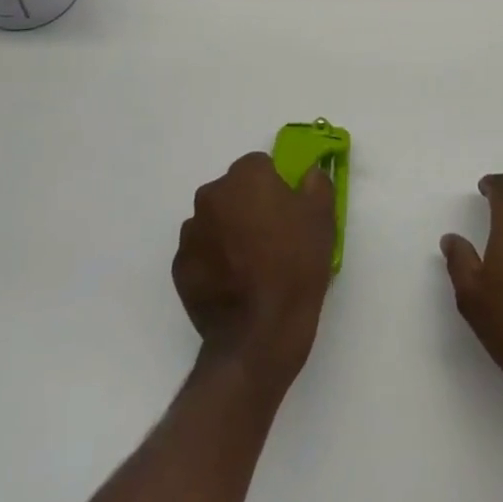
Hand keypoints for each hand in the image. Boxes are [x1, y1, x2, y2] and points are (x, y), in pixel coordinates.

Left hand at [173, 152, 335, 390]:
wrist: (259, 335)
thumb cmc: (295, 267)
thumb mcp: (322, 218)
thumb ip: (316, 183)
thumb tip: (308, 175)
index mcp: (245, 176)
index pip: (260, 166)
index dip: (276, 186)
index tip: (288, 212)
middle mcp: (211, 195)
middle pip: (234, 191)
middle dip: (249, 206)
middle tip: (272, 238)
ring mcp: (191, 232)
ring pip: (215, 220)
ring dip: (229, 232)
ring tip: (252, 266)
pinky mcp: (180, 267)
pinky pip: (201, 252)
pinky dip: (214, 260)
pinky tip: (234, 284)